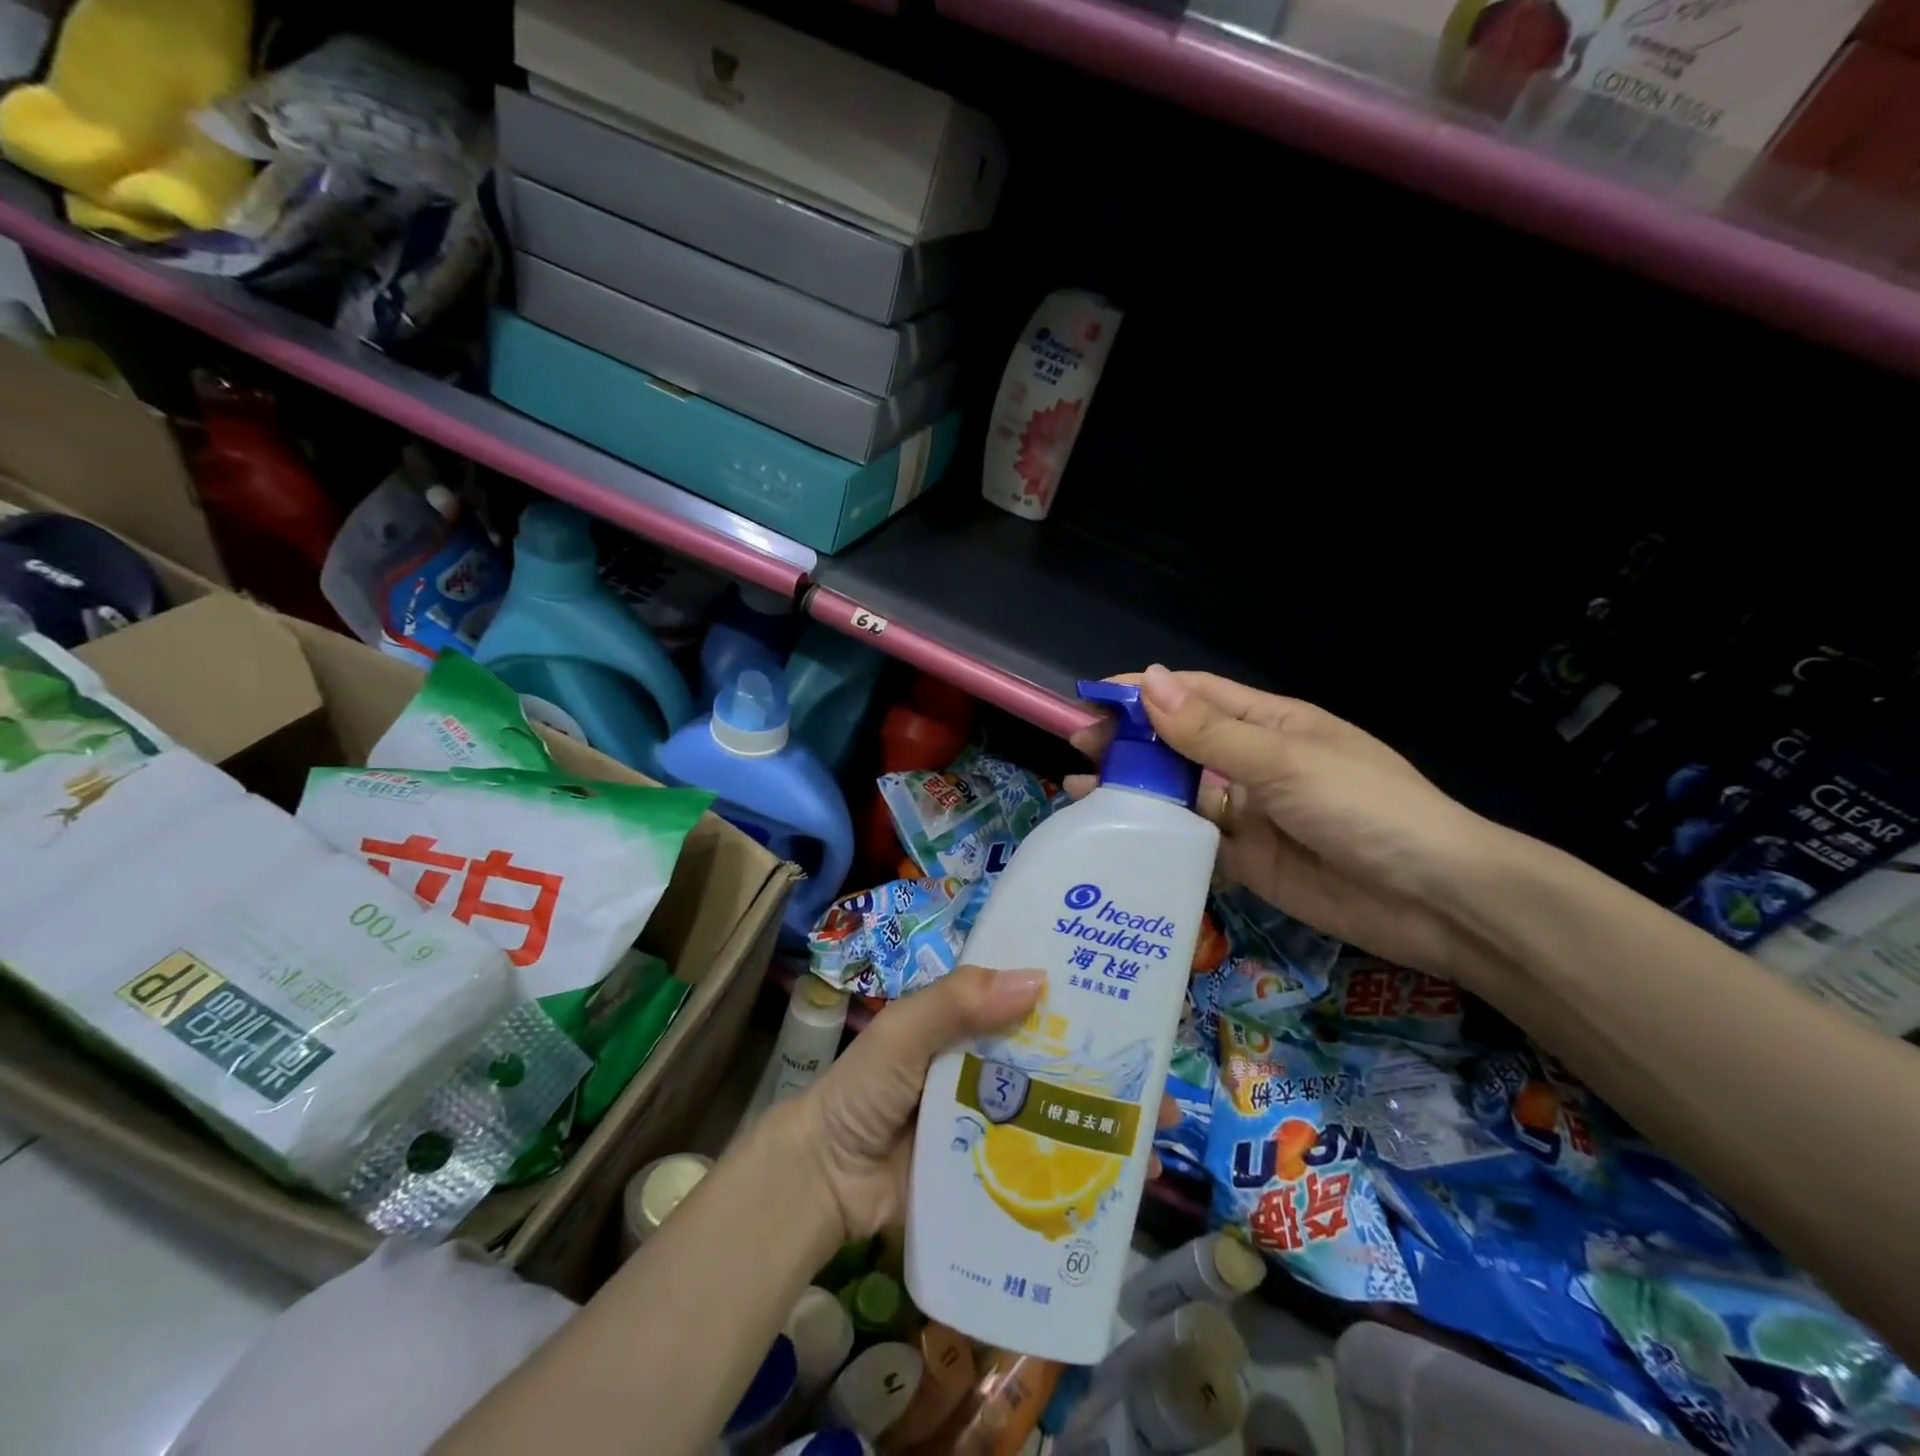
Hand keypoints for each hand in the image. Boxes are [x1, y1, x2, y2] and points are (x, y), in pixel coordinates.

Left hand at [786, 965, 1180, 1242]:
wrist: (823, 1181)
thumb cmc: (862, 1090)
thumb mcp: (902, 1032)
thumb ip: (955, 1003)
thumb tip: (1037, 980)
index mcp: (972, 1023)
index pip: (1034, 1002)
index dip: (1080, 1000)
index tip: (1135, 1003)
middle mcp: (990, 1066)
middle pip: (1059, 1062)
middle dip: (1111, 1069)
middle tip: (1164, 1085)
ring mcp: (994, 1122)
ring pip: (1059, 1115)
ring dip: (1106, 1124)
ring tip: (1157, 1139)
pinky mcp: (991, 1173)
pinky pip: (1041, 1169)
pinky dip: (1078, 1174)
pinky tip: (1121, 1189)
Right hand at [1068, 666, 1503, 982]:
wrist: (1434, 901)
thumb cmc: (1365, 808)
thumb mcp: (1285, 762)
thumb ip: (1211, 731)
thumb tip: (1149, 681)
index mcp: (1269, 723)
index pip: (1194, 695)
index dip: (1144, 692)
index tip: (1092, 699)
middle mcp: (1253, 762)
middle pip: (1179, 743)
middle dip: (1129, 741)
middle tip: (1075, 744)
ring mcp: (1248, 813)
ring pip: (1178, 793)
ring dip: (1134, 788)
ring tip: (1077, 789)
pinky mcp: (1245, 860)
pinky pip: (1192, 840)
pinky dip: (1156, 835)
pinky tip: (1118, 835)